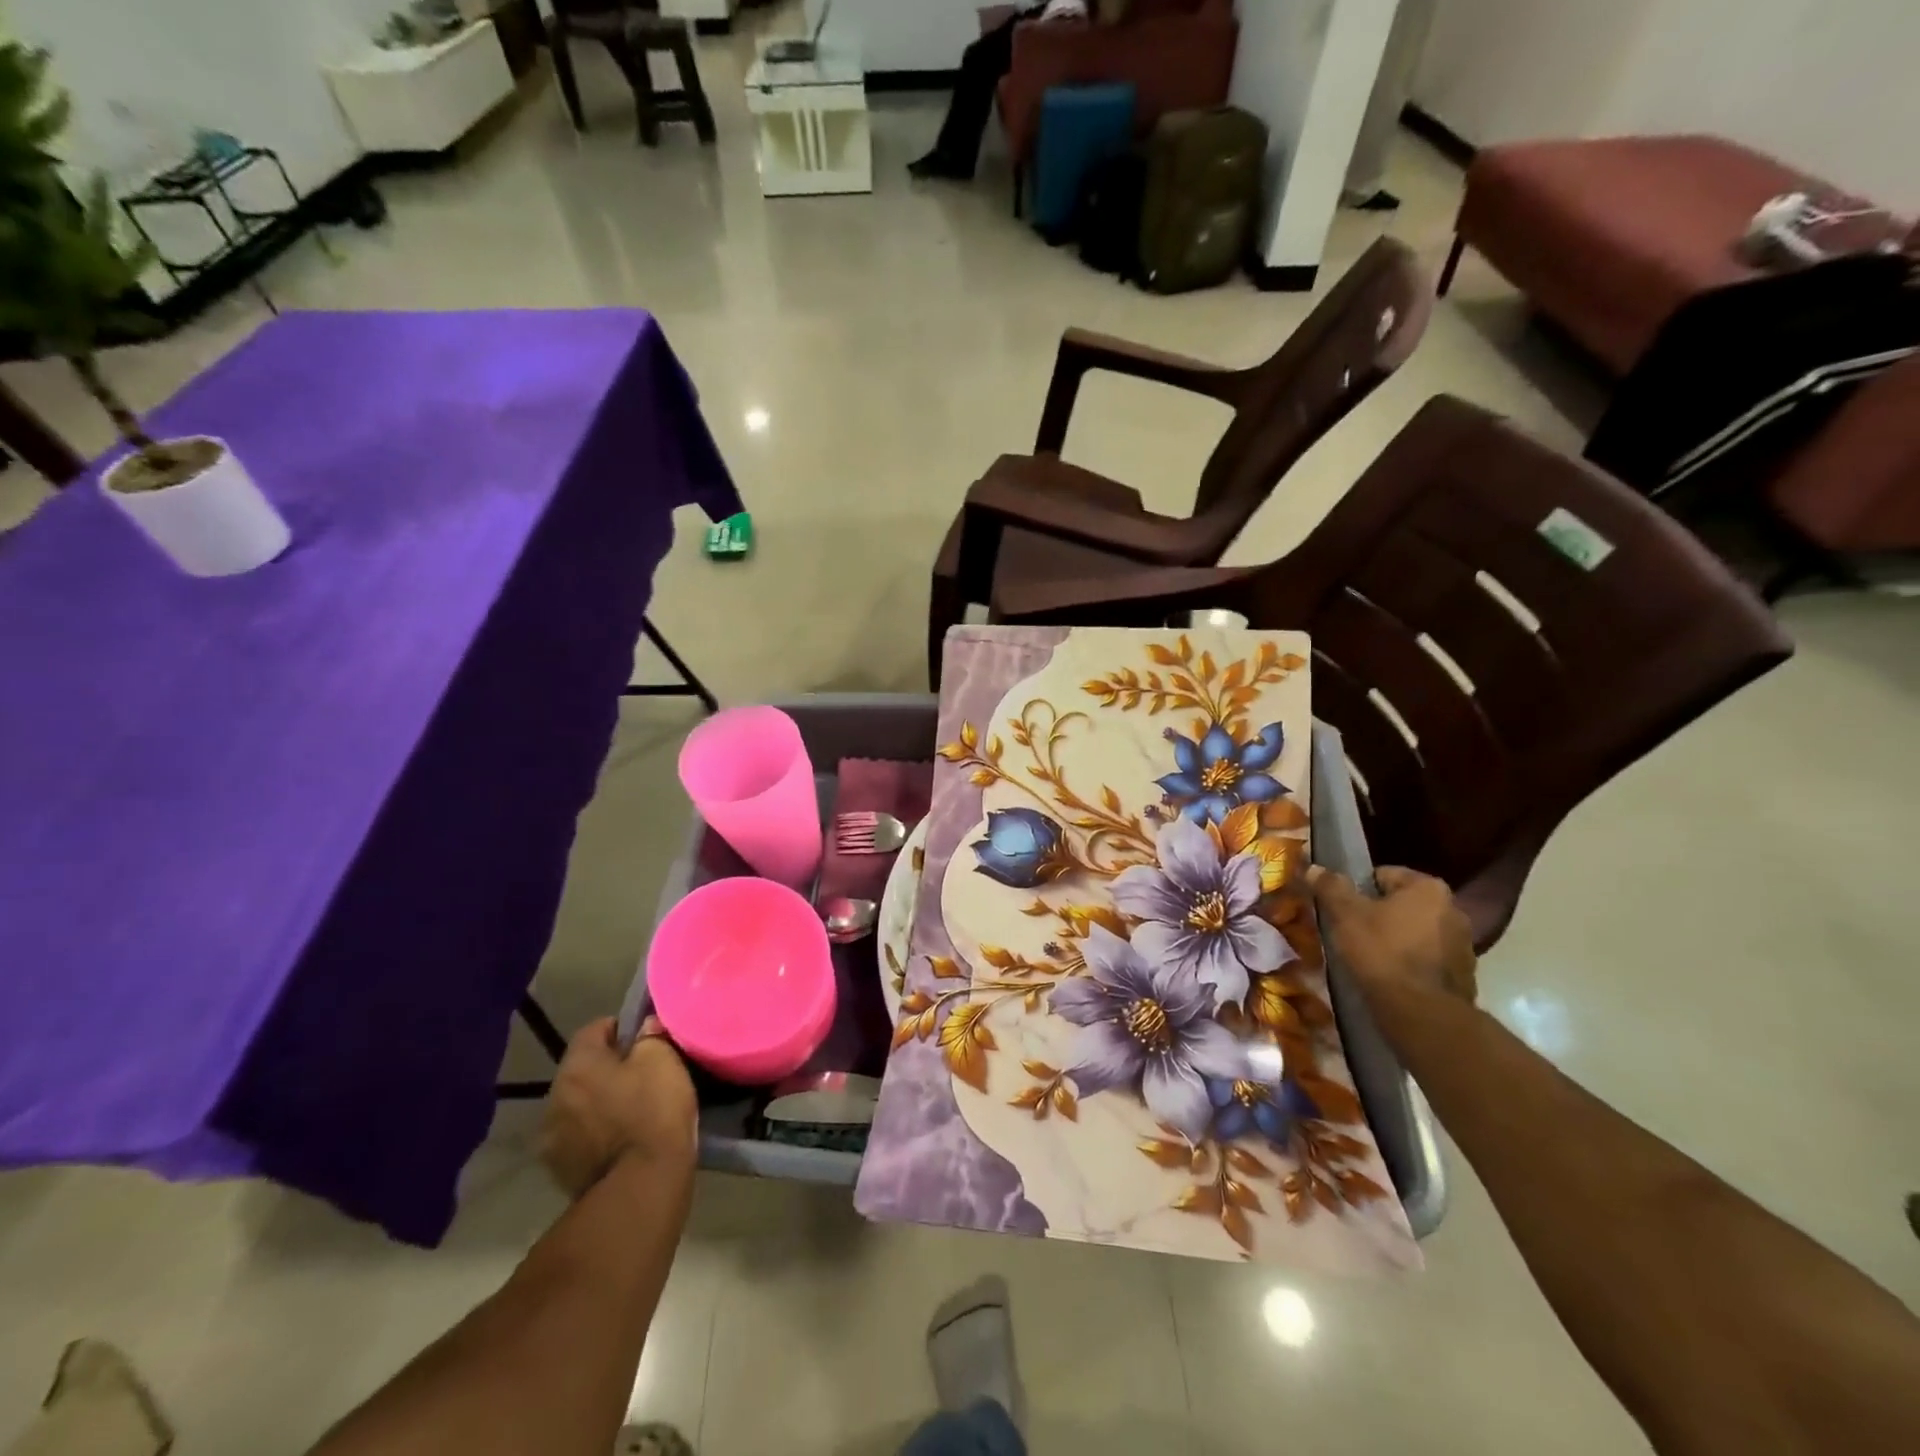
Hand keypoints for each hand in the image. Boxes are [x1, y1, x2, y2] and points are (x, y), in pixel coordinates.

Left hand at [539, 1017, 697, 1198]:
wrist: (641, 1185)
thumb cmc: (653, 1111)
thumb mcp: (662, 1060)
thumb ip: (650, 1036)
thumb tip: (644, 1027)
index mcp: (577, 1065)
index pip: (594, 1029)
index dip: (621, 1028)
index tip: (644, 1039)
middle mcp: (554, 1097)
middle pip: (582, 1069)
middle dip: (607, 1068)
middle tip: (641, 1075)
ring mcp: (552, 1138)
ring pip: (577, 1105)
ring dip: (597, 1103)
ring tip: (630, 1111)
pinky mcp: (559, 1170)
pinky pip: (578, 1138)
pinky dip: (595, 1134)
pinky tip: (620, 1141)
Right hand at [1308, 866, 1478, 1023]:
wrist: (1422, 1013)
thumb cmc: (1382, 952)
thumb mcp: (1346, 914)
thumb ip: (1330, 887)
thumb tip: (1313, 867)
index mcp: (1428, 887)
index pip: (1383, 875)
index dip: (1357, 891)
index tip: (1343, 910)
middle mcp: (1454, 909)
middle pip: (1402, 904)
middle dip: (1379, 915)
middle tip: (1352, 932)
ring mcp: (1463, 944)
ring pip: (1416, 931)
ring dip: (1396, 939)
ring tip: (1370, 957)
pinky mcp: (1464, 974)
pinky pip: (1427, 958)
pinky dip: (1410, 962)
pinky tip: (1391, 976)